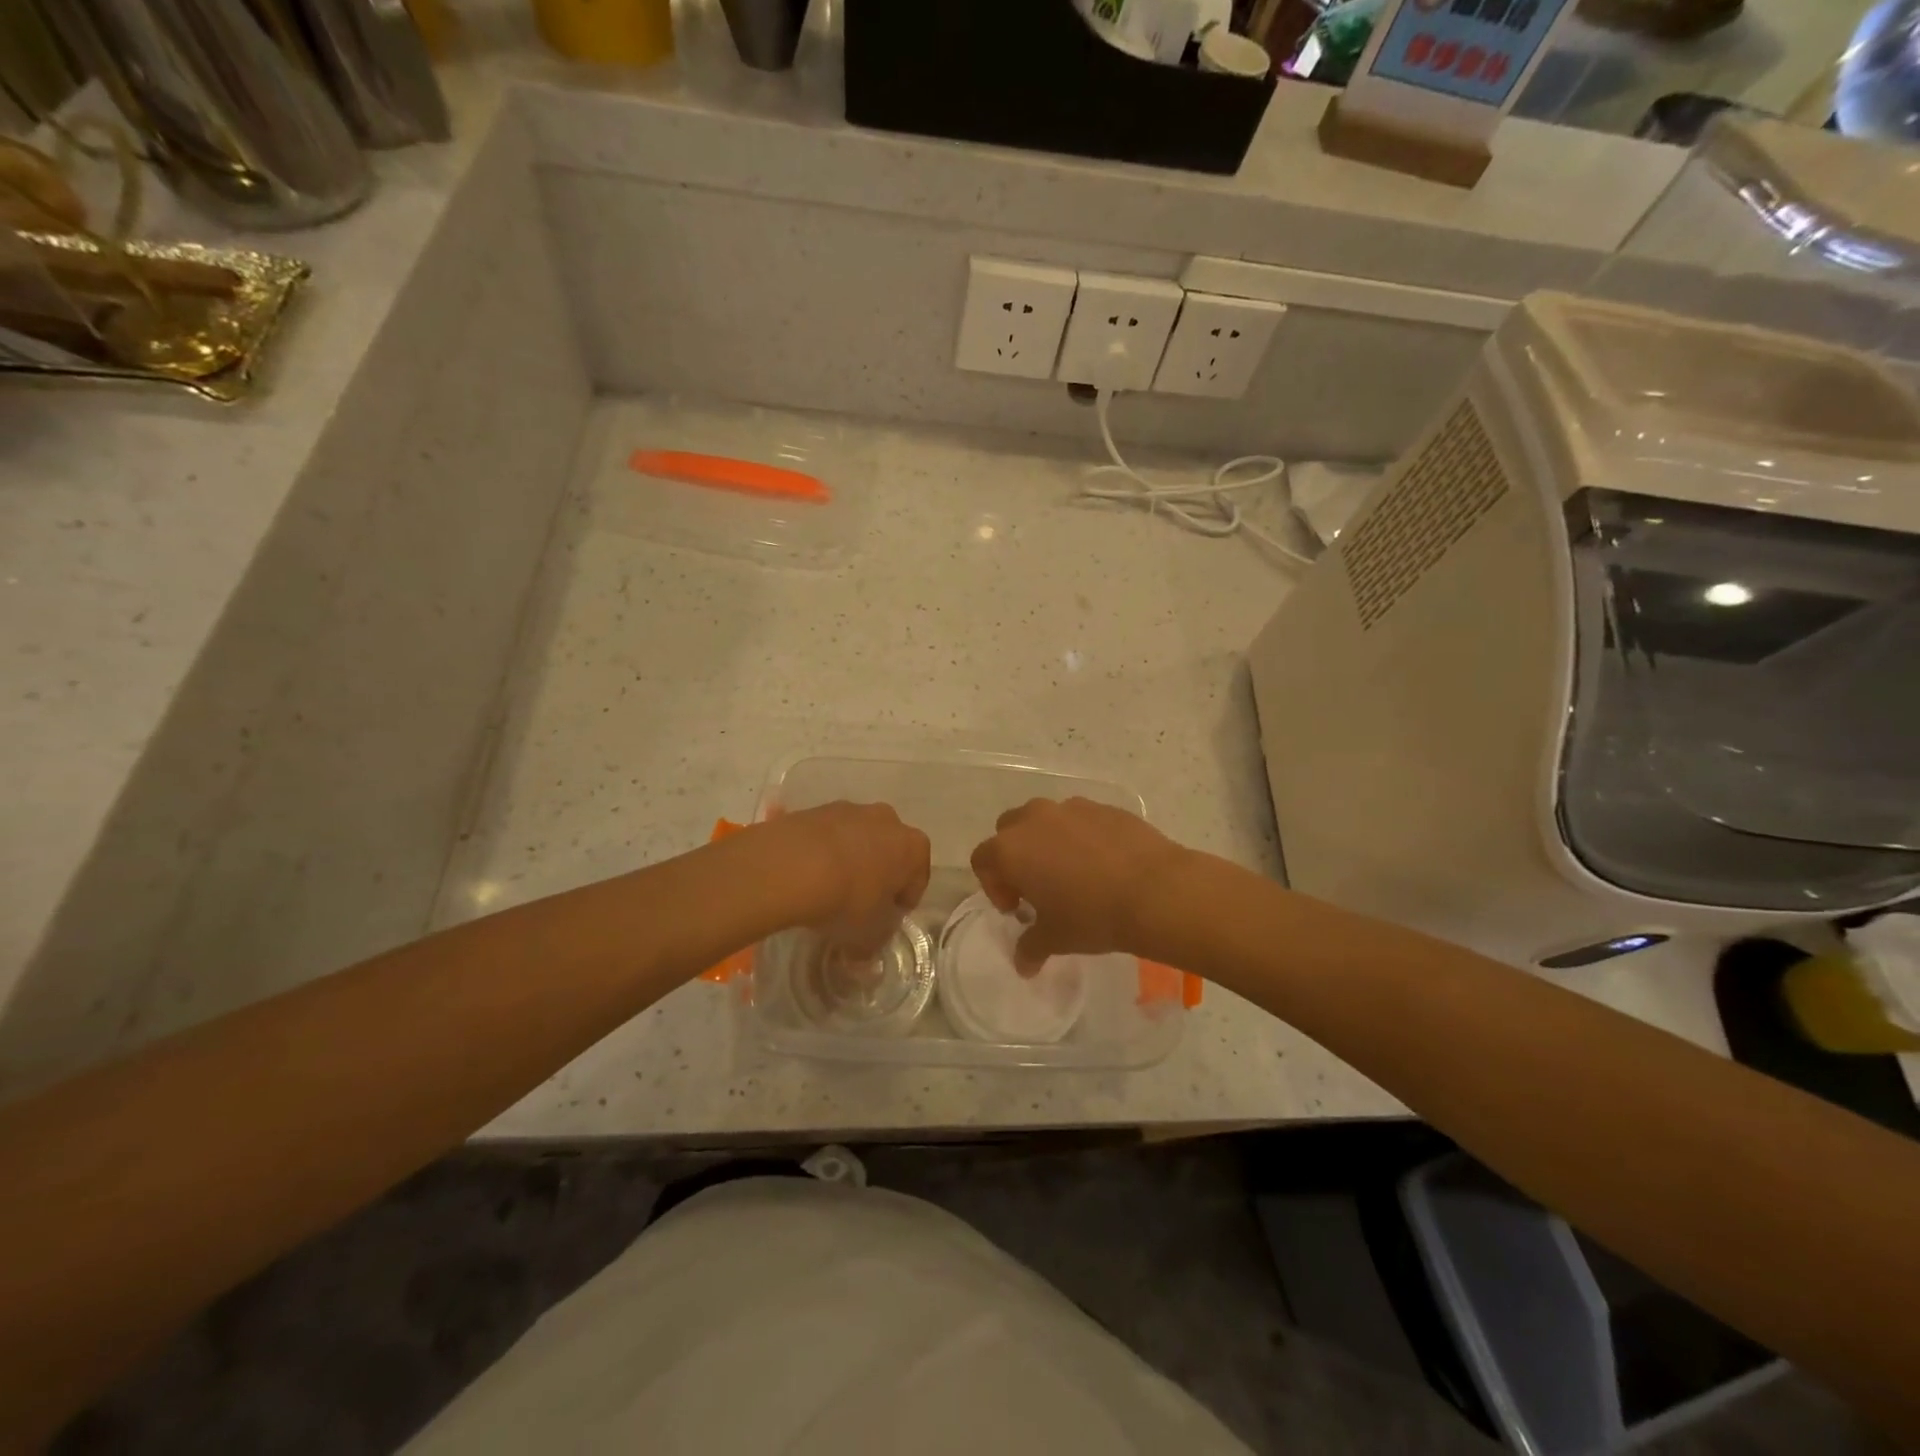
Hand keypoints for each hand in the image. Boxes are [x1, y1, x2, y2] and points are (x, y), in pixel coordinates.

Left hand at [768, 802, 930, 959]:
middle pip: (889, 852)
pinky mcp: (816, 810)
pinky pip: (827, 836)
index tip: (886, 920)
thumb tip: (866, 958)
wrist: (791, 865)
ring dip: (849, 861)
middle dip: (878, 875)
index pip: (918, 878)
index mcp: (913, 847)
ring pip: (857, 840)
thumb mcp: (868, 936)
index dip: (902, 902)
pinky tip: (806, 875)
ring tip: (828, 890)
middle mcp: (888, 820)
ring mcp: (851, 809)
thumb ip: (874, 944)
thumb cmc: (848, 900)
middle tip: (858, 904)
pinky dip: (822, 852)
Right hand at [969, 798, 1188, 975]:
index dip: (994, 886)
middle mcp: (1035, 819)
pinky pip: (1080, 820)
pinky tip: (1104, 865)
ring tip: (1073, 873)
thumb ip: (1030, 948)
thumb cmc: (1092, 916)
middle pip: (1009, 831)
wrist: (1156, 891)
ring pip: (1045, 820)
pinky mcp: (1103, 807)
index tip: (1017, 908)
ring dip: (1047, 843)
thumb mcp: (1056, 939)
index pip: (983, 860)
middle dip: (1016, 856)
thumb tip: (1022, 966)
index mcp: (1011, 849)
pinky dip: (1081, 837)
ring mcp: (1071, 808)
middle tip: (1038, 887)